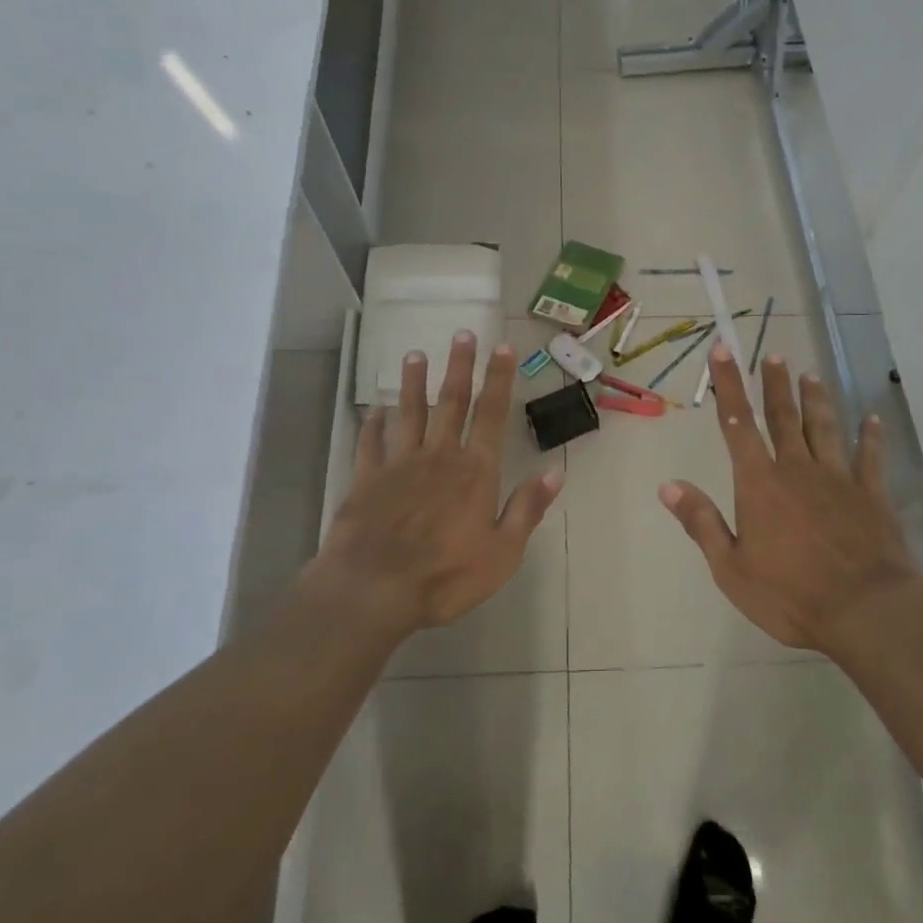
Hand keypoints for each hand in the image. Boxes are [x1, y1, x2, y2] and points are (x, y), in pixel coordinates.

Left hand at [304, 332, 563, 637]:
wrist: (374, 589)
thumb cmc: (446, 576)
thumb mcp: (503, 552)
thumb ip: (527, 508)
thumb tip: (555, 471)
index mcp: (475, 471)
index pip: (492, 414)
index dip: (499, 379)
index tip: (503, 347)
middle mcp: (439, 456)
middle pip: (451, 402)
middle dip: (459, 366)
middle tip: (462, 333)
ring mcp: (399, 464)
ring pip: (409, 413)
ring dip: (412, 383)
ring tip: (414, 355)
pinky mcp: (366, 479)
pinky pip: (370, 443)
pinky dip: (372, 424)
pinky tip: (373, 410)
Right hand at [659, 344, 922, 652]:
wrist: (864, 610)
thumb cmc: (789, 594)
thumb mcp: (730, 567)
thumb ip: (701, 522)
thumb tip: (667, 485)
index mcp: (760, 483)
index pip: (738, 424)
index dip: (729, 385)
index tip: (724, 350)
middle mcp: (797, 469)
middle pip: (784, 417)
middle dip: (775, 385)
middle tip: (773, 355)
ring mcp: (838, 478)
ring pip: (825, 428)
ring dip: (817, 400)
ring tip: (811, 375)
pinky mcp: (872, 494)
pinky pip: (870, 457)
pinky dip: (870, 436)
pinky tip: (872, 419)